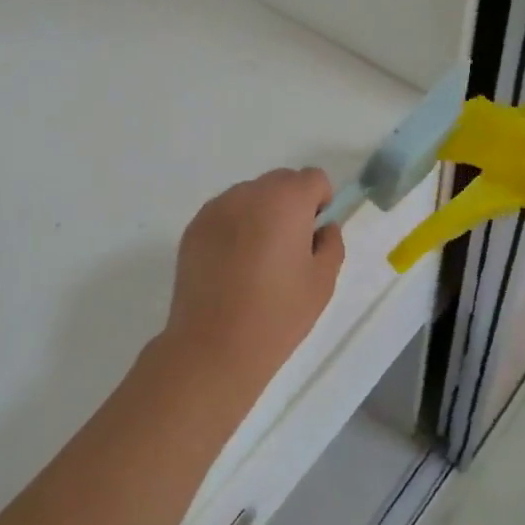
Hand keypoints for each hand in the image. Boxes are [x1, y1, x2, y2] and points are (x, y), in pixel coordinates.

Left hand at [161, 168, 344, 395]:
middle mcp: (249, 193)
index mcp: (286, 200)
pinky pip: (225, 214)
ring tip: (256, 261)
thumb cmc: (277, 314)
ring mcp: (216, 208)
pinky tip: (231, 267)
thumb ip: (330, 244)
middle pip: (280, 182)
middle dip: (291, 205)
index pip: (313, 178)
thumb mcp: (322, 282)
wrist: (214, 345)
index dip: (320, 203)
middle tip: (288, 250)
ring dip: (260, 214)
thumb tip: (321, 228)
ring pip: (250, 196)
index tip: (313, 236)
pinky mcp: (194, 227)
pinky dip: (234, 228)